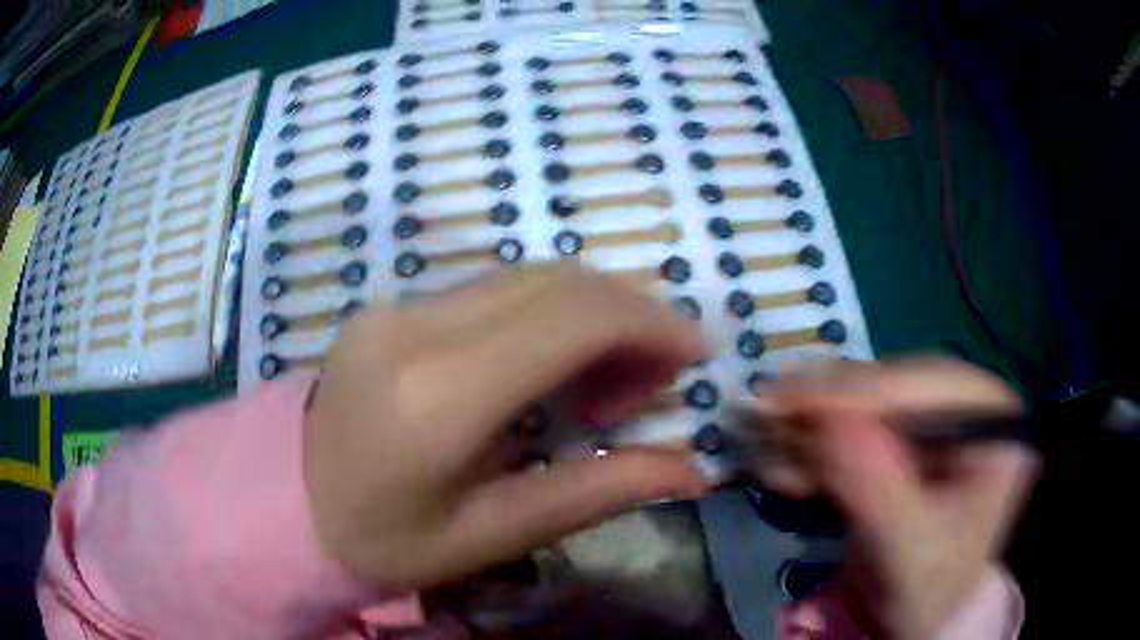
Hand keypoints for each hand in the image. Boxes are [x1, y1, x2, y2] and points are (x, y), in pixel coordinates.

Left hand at [304, 266, 710, 589]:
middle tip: (653, 377)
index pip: (571, 318)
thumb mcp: (490, 535)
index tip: (694, 351)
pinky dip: (546, 314)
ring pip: (526, 277)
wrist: (286, 502)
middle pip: (556, 282)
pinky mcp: (391, 306)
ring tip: (607, 379)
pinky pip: (491, 290)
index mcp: (439, 395)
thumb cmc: (383, 540)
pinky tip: (550, 365)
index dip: (650, 322)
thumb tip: (690, 471)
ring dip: (589, 312)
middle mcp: (417, 327)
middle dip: (629, 315)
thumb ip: (594, 493)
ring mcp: (397, 306)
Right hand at [753, 358, 1036, 639]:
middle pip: (892, 388)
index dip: (862, 390)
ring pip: (864, 404)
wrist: (919, 615)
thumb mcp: (907, 548)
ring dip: (814, 430)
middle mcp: (965, 406)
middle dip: (829, 411)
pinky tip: (787, 469)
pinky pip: (852, 429)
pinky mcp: (902, 441)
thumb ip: (875, 485)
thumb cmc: (930, 588)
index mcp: (993, 419)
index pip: (930, 385)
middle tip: (767, 421)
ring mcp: (933, 421)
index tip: (791, 400)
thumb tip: (825, 417)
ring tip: (770, 457)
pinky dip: (815, 447)